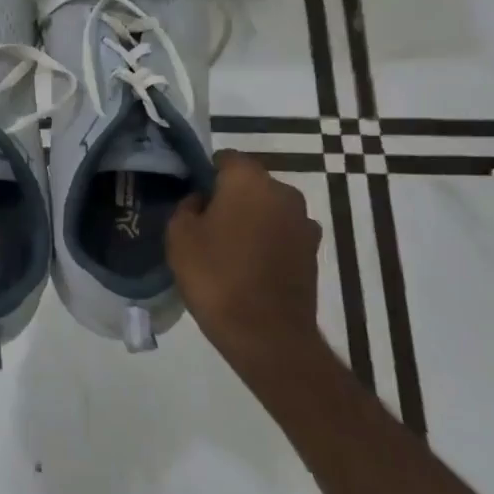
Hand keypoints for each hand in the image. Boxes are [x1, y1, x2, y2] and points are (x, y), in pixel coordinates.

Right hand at [167, 151, 324, 369]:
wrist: (267, 335)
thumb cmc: (216, 275)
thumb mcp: (179, 235)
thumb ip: (187, 206)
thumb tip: (202, 201)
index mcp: (248, 180)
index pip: (225, 159)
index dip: (206, 174)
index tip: (192, 197)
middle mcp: (283, 192)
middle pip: (250, 183)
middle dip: (230, 196)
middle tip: (206, 223)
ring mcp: (304, 223)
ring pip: (268, 209)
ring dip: (252, 220)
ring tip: (228, 248)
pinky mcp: (313, 252)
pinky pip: (282, 234)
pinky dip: (268, 242)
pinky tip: (250, 267)